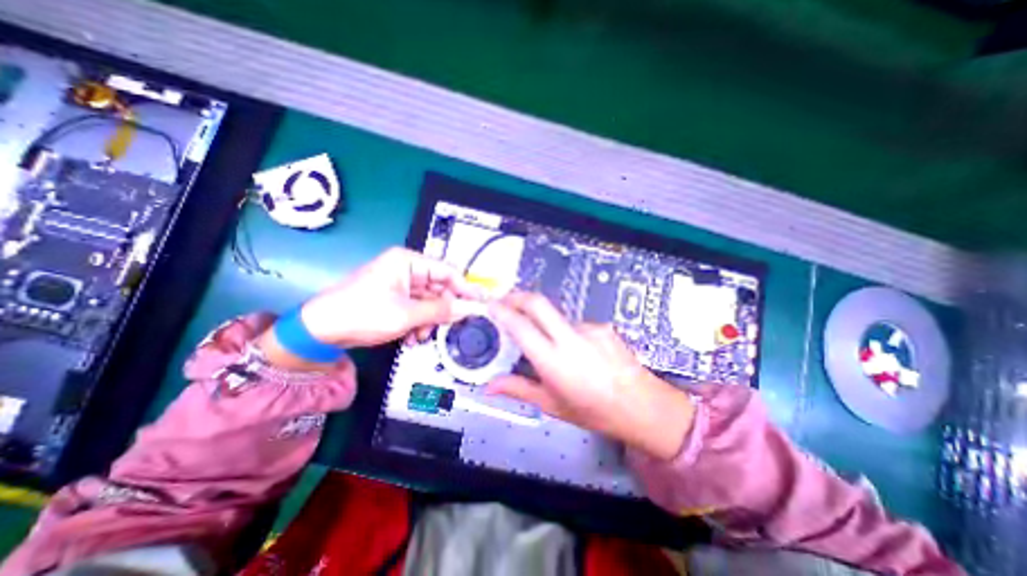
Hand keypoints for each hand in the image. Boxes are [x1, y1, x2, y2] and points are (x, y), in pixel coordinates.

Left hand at [257, 247, 482, 367]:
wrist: (320, 331)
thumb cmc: (363, 313)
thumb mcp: (407, 314)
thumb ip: (441, 310)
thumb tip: (469, 308)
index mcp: (408, 261)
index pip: (447, 271)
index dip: (465, 288)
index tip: (481, 303)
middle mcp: (406, 268)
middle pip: (440, 287)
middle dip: (443, 310)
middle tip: (450, 327)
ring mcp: (400, 284)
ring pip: (430, 301)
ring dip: (430, 320)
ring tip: (421, 337)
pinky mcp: (395, 298)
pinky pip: (418, 308)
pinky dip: (419, 323)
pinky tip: (412, 337)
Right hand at [485, 293, 693, 458]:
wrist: (643, 406)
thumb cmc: (594, 412)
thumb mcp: (552, 405)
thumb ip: (518, 389)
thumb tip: (489, 386)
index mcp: (554, 361)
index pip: (521, 327)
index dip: (502, 312)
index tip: (491, 306)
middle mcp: (571, 338)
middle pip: (538, 302)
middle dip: (517, 297)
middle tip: (504, 302)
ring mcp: (589, 327)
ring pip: (556, 316)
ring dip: (545, 324)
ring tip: (552, 348)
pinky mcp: (602, 325)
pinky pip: (575, 324)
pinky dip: (567, 333)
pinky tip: (578, 352)